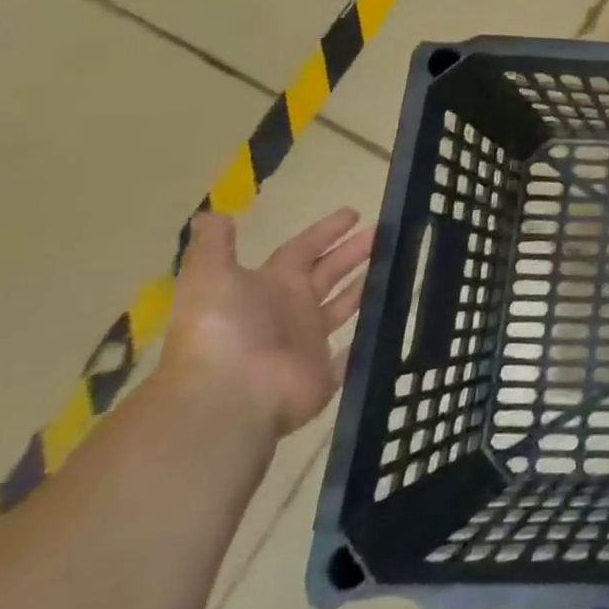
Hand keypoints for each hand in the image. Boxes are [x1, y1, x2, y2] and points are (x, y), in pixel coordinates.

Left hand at [158, 209, 373, 437]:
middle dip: (355, 251)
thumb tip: (211, 213)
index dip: (327, 231)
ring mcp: (308, 342)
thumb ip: (213, 246)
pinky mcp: (326, 372)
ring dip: (367, 285)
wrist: (229, 396)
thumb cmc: (223, 329)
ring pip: (344, 306)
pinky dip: (366, 340)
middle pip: (329, 273)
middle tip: (388, 232)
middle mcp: (289, 310)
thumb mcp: (209, 278)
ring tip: (398, 264)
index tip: (355, 212)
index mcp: (268, 286)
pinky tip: (390, 320)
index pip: (303, 250)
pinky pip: (351, 353)